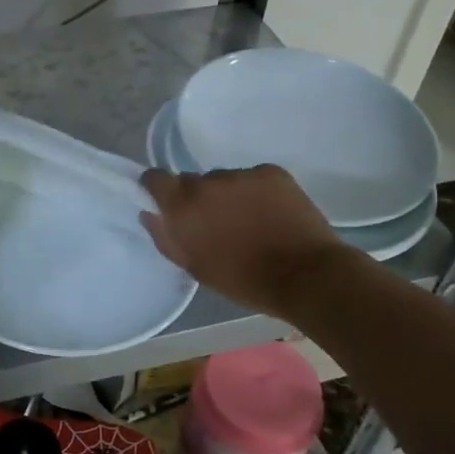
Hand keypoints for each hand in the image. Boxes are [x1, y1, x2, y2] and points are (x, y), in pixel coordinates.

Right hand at [140, 165, 343, 318]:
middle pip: (193, 181)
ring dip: (229, 195)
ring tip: (249, 222)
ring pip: (225, 180)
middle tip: (216, 224)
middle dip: (198, 198)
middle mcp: (208, 182)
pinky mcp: (272, 172)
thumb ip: (166, 238)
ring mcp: (243, 174)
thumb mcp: (195, 267)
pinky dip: (257, 192)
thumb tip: (149, 214)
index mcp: (184, 206)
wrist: (305, 275)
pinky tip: (271, 214)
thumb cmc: (243, 280)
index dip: (157, 187)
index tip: (165, 202)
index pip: (155, 178)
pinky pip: (254, 178)